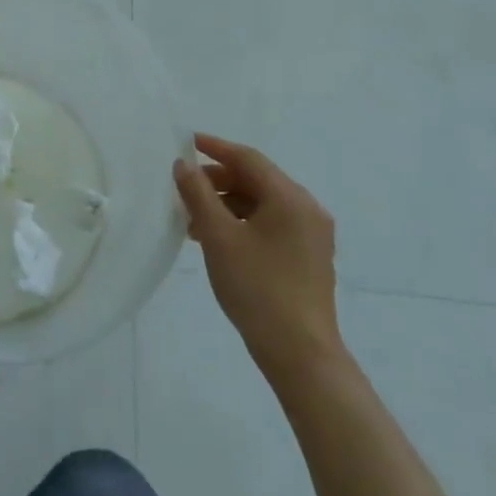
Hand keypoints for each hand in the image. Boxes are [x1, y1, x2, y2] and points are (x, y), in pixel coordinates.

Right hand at [174, 133, 342, 388]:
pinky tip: (218, 240)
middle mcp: (307, 209)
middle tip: (184, 189)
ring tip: (194, 221)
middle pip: (257, 180)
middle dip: (218, 180)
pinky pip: (271, 224)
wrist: (300, 353)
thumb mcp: (218, 237)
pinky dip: (243, 223)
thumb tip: (184, 164)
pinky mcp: (308, 257)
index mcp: (290, 198)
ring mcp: (312, 235)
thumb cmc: (257, 288)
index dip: (215, 148)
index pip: (248, 159)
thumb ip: (197, 194)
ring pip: (262, 204)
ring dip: (227, 205)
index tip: (186, 142)